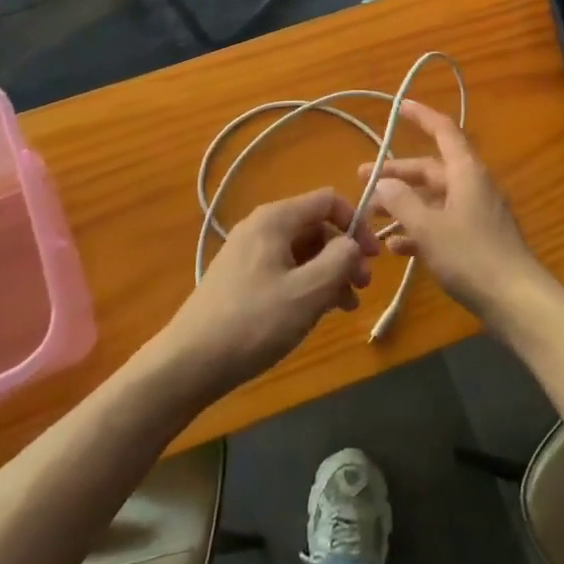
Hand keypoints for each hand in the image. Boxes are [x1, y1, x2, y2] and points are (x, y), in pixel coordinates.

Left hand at [157, 188, 378, 401]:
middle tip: (362, 287)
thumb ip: (340, 260)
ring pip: (302, 251)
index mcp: (275, 219)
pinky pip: (285, 269)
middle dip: (344, 253)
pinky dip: (307, 284)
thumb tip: (353, 245)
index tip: (373, 258)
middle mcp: (261, 227)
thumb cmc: (254, 322)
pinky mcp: (241, 278)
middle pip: (316, 226)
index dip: (357, 224)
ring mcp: (248, 253)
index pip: (328, 200)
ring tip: (345, 306)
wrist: (190, 362)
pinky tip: (317, 313)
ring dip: (329, 272)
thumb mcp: (308, 292)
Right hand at [360, 102, 553, 326]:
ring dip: (403, 204)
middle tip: (361, 179)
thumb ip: (402, 202)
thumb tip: (383, 182)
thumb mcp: (428, 228)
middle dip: (397, 173)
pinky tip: (395, 247)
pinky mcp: (476, 239)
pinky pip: (442, 224)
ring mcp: (476, 213)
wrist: (516, 301)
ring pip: (433, 199)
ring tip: (371, 216)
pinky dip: (418, 229)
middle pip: (431, 169)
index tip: (398, 106)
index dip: (421, 116)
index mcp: (466, 172)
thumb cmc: (471, 256)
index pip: (443, 130)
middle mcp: (472, 186)